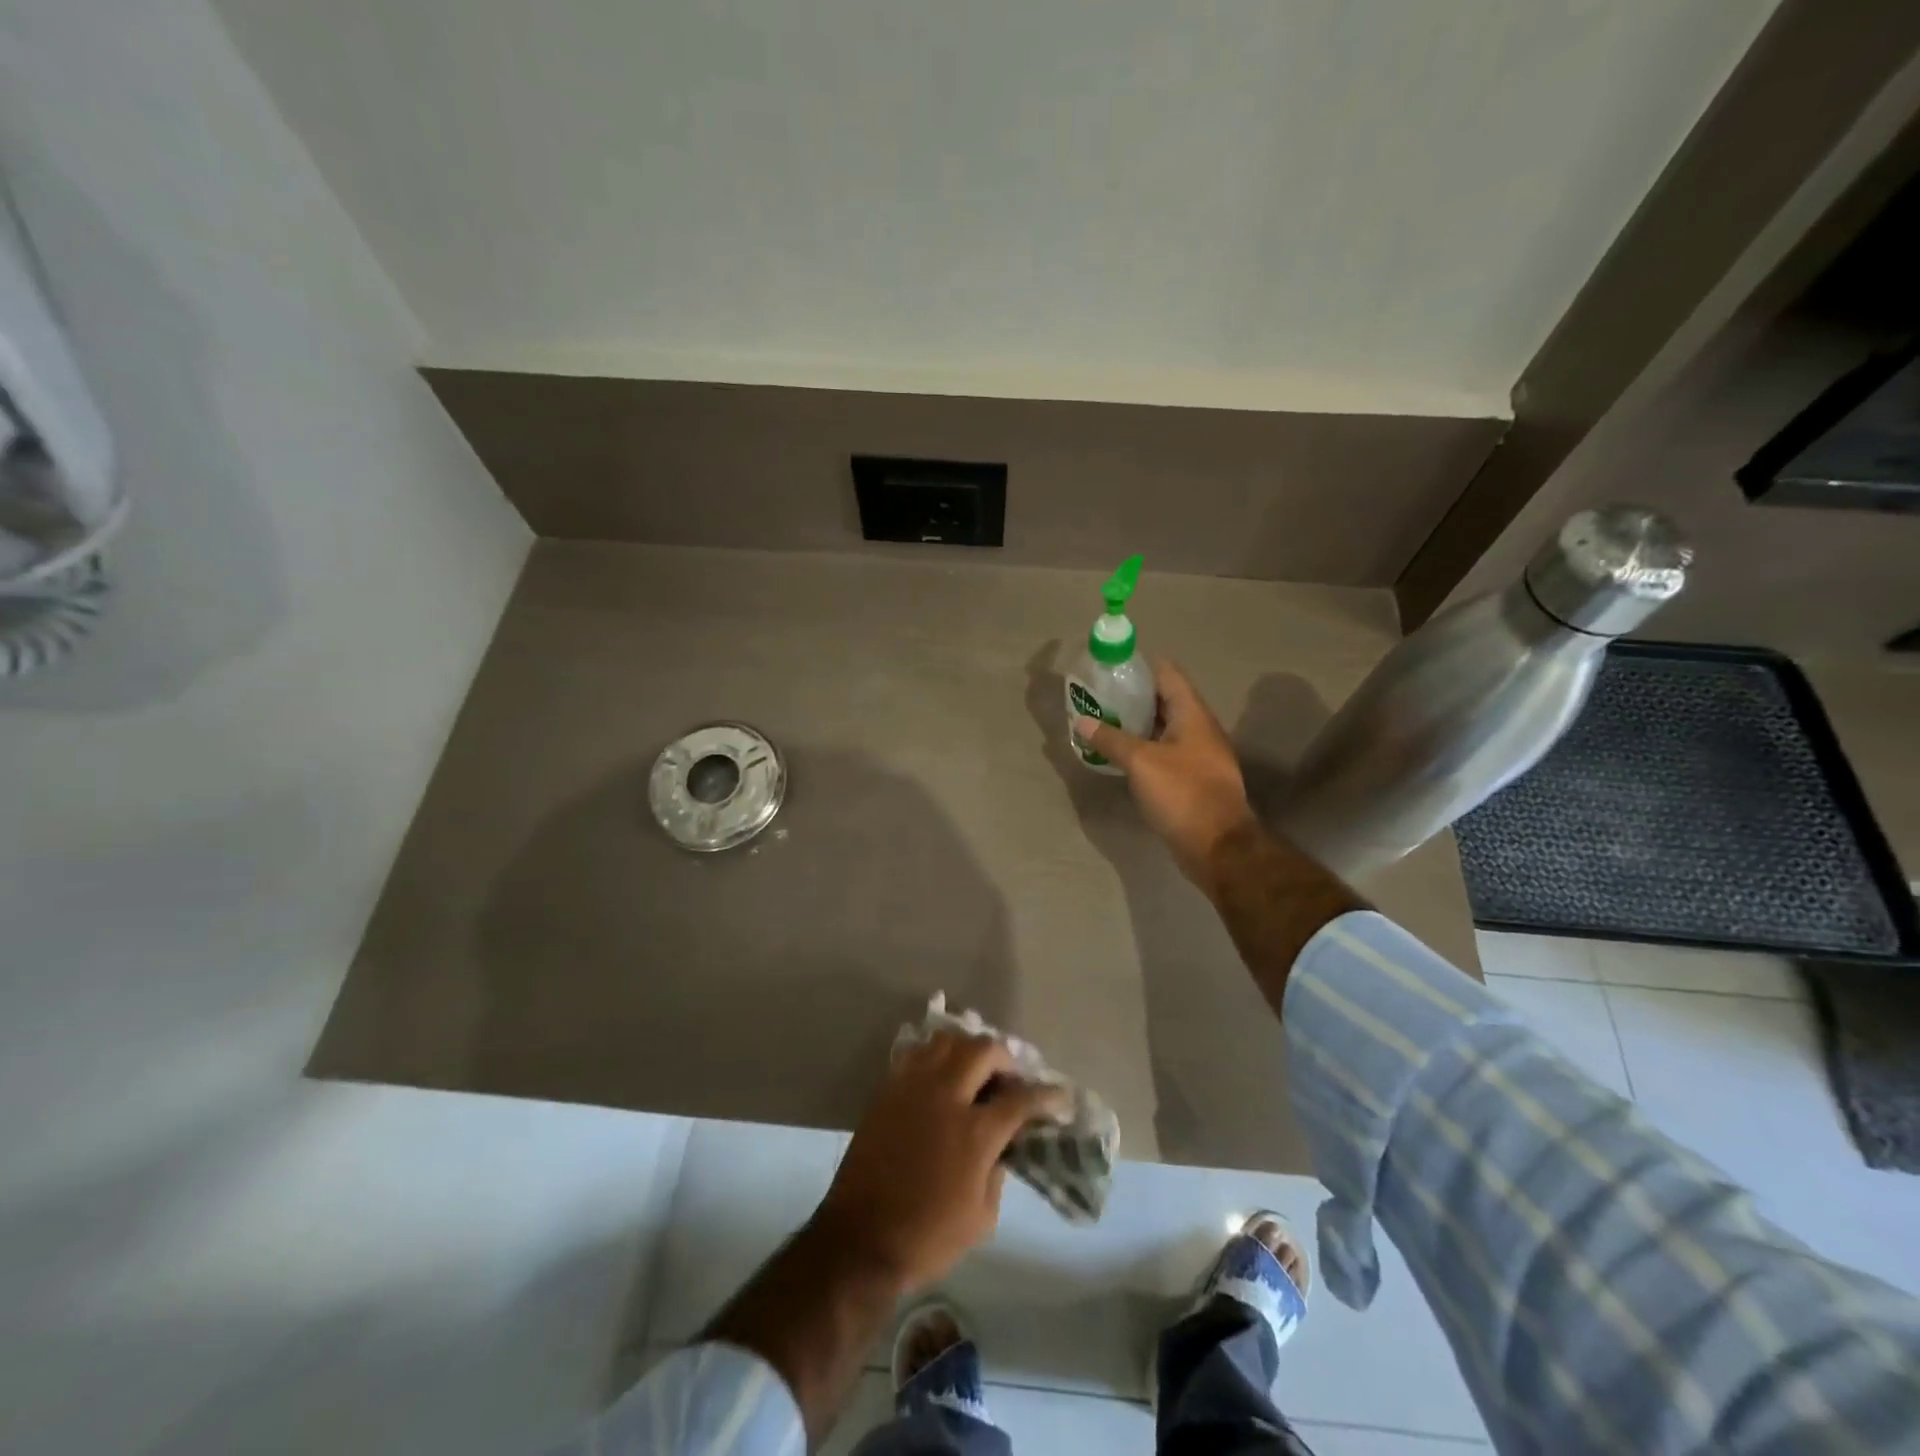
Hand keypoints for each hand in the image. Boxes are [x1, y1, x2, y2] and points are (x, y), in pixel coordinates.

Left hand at [811, 1032, 1064, 1294]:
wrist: (860, 1239)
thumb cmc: (927, 1237)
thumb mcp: (981, 1218)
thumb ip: (998, 1172)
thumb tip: (1001, 1146)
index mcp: (975, 1132)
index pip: (1021, 1098)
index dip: (1047, 1095)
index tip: (1060, 1096)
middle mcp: (946, 1096)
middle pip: (984, 1050)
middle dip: (1005, 1058)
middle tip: (1010, 1079)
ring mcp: (913, 1087)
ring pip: (947, 1040)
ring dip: (968, 1049)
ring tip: (975, 1070)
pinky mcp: (888, 1088)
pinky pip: (917, 1053)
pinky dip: (936, 1055)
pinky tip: (941, 1076)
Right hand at [1074, 657, 1257, 892]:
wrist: (1218, 846)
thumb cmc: (1183, 794)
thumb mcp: (1141, 762)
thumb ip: (1110, 739)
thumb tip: (1081, 721)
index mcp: (1193, 714)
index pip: (1167, 673)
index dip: (1139, 665)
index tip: (1109, 667)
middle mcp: (1199, 729)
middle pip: (1164, 699)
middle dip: (1132, 695)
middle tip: (1098, 696)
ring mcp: (1198, 755)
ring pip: (1163, 728)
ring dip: (1136, 723)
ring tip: (1102, 722)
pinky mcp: (1192, 779)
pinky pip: (1164, 752)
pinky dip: (1143, 748)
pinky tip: (1120, 755)